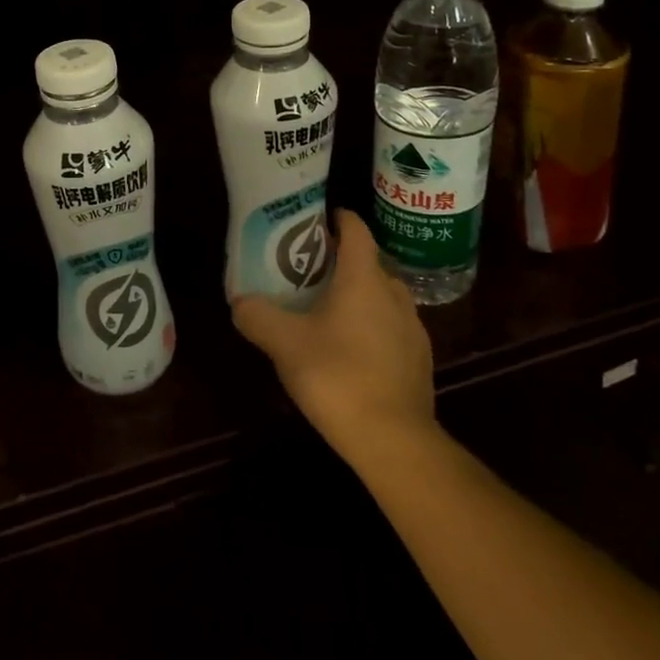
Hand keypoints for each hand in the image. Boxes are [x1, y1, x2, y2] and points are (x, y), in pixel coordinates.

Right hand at [232, 209, 436, 465]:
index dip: (338, 219)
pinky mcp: (419, 360)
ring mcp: (413, 328)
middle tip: (308, 271)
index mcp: (364, 278)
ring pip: (381, 297)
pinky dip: (371, 328)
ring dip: (358, 296)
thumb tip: (240, 301)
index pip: (356, 230)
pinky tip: (350, 351)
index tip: (316, 220)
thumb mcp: (283, 343)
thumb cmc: (336, 375)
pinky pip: (392, 329)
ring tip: (326, 311)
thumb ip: (257, 316)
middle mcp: (394, 294)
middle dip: (340, 262)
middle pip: (368, 263)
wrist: (394, 440)